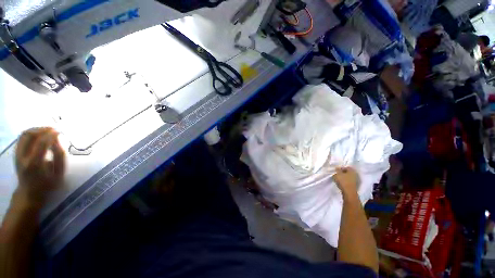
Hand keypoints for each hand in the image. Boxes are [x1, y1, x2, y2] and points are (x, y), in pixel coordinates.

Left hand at [15, 127, 64, 205]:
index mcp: (34, 164)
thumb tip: (57, 141)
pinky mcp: (16, 153)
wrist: (29, 193)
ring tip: (46, 131)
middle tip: (53, 129)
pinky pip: (22, 138)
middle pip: (29, 135)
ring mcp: (17, 155)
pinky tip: (39, 136)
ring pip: (24, 134)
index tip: (60, 132)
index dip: (51, 135)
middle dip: (42, 129)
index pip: (42, 143)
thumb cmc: (47, 185)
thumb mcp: (59, 174)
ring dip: (36, 130)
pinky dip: (31, 133)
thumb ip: (59, 157)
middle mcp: (23, 157)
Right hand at [333, 167, 358, 196]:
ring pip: (348, 177)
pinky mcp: (354, 186)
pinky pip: (348, 181)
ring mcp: (355, 181)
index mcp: (352, 170)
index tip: (336, 171)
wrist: (349, 193)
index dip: (341, 168)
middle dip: (342, 173)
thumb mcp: (338, 174)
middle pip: (347, 172)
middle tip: (337, 174)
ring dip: (343, 177)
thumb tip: (337, 168)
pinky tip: (341, 183)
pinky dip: (345, 181)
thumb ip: (337, 170)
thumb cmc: (343, 181)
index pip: (346, 167)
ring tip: (338, 179)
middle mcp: (355, 175)